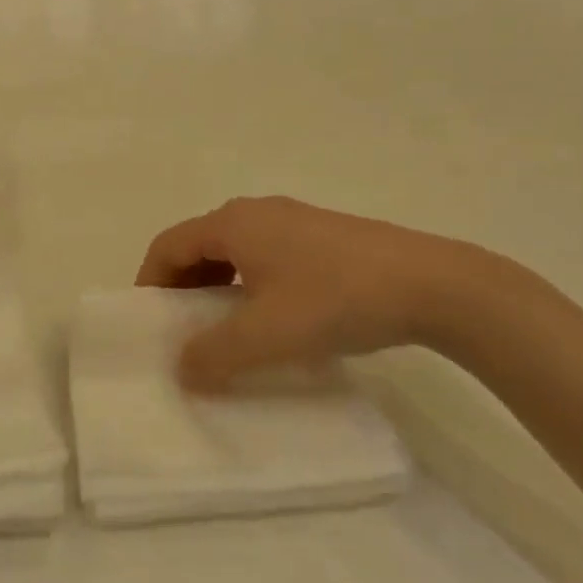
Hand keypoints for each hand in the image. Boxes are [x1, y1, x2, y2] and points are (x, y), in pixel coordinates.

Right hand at [135, 196, 481, 389]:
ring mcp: (294, 221)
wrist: (433, 284)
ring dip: (217, 289)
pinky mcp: (324, 237)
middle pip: (198, 245)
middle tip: (182, 331)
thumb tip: (181, 370)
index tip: (149, 324)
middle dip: (182, 288)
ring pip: (235, 253)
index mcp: (233, 223)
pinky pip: (266, 257)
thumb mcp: (265, 335)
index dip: (150, 282)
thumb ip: (213, 355)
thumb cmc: (335, 300)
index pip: (168, 245)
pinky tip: (272, 319)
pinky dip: (249, 286)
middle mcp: (257, 212)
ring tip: (225, 330)